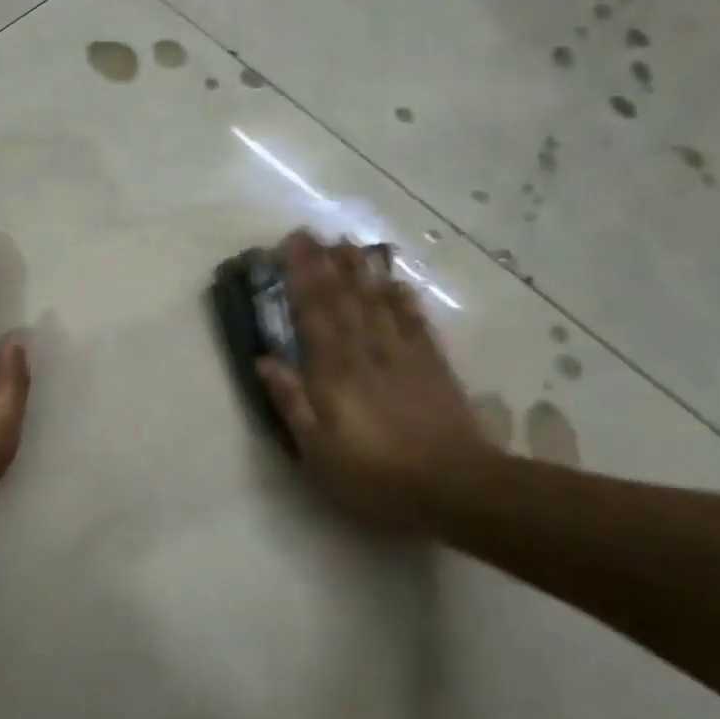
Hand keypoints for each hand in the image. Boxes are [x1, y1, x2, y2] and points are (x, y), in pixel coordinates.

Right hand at [256, 230, 496, 531]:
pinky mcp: (432, 365)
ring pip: (377, 301)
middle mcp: (366, 350)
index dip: (301, 276)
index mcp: (334, 370)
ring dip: (361, 271)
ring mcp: (402, 354)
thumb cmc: (377, 474)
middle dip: (325, 263)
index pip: (313, 312)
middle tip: (313, 232)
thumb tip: (263, 360)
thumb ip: (291, 402)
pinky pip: (415, 322)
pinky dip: (404, 299)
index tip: (291, 245)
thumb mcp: (319, 451)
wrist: (456, 486)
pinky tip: (397, 282)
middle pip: (343, 298)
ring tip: (349, 243)